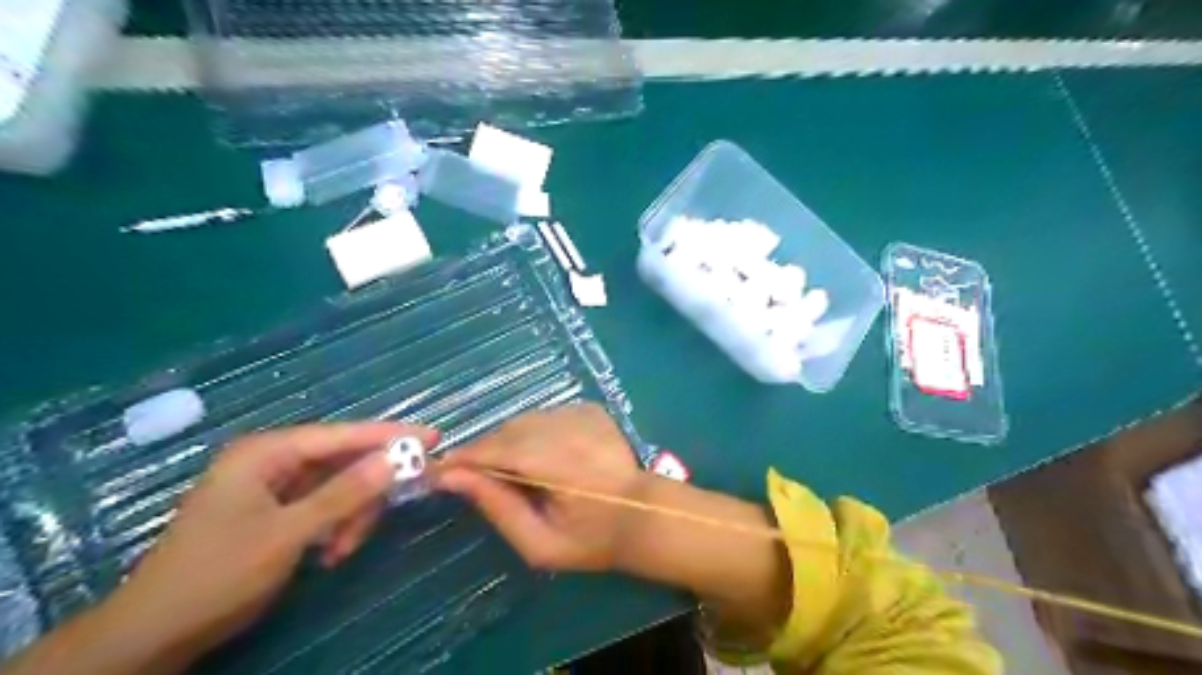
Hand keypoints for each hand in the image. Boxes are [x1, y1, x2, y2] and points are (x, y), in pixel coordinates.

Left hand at [97, 421, 436, 668]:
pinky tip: (329, 552)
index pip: (343, 434)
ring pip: (338, 486)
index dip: (390, 436)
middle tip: (387, 514)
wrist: (155, 633)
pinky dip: (335, 526)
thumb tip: (397, 458)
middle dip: (366, 490)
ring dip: (350, 516)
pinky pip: (324, 505)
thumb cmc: (218, 574)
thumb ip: (346, 493)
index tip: (433, 437)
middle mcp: (271, 460)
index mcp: (266, 452)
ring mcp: (273, 485)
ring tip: (341, 550)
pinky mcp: (275, 509)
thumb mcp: (289, 534)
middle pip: (343, 460)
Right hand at [435, 404, 648, 572]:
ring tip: (513, 469)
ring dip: (509, 440)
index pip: (493, 450)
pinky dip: (534, 431)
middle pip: (507, 431)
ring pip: (525, 420)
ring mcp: (580, 414)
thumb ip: (497, 507)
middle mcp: (565, 428)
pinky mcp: (589, 409)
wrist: (643, 514)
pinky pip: (546, 415)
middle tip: (476, 477)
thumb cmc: (591, 539)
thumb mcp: (539, 543)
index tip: (439, 472)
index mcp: (553, 463)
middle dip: (485, 451)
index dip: (463, 459)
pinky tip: (544, 455)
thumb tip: (453, 478)